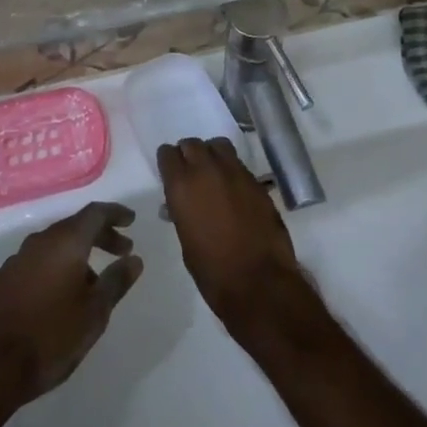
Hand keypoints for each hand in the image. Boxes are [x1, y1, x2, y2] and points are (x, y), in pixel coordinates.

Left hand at [0, 201, 142, 402]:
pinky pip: (34, 265)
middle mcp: (39, 242)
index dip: (115, 214)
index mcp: (65, 242)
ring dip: (75, 257)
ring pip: (53, 247)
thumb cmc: (50, 337)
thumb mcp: (94, 313)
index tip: (131, 221)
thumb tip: (134, 259)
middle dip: (100, 236)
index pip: (95, 213)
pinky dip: (52, 270)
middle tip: (121, 251)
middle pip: (74, 228)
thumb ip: (116, 281)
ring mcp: (15, 261)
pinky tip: (55, 297)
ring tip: (91, 283)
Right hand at [156, 138, 307, 343]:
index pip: (168, 154)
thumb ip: (182, 212)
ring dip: (212, 155)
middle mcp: (207, 170)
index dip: (168, 162)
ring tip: (214, 174)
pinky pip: (239, 165)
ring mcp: (236, 172)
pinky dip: (232, 171)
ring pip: (218, 146)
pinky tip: (234, 191)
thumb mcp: (185, 240)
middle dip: (189, 155)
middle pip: (193, 144)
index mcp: (182, 185)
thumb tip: (180, 204)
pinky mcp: (257, 181)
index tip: (170, 171)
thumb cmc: (212, 270)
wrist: (258, 282)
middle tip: (190, 172)